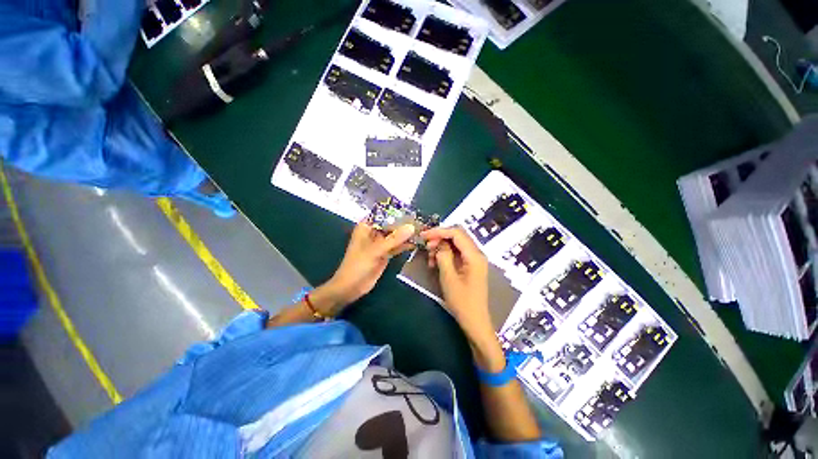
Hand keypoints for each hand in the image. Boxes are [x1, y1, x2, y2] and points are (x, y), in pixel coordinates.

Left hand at [315, 221, 415, 315]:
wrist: (351, 287)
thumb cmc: (358, 265)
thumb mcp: (376, 250)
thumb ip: (394, 239)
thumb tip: (411, 227)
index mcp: (366, 227)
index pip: (383, 214)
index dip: (397, 212)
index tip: (412, 211)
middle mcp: (374, 232)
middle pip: (391, 225)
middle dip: (404, 224)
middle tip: (421, 222)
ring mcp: (380, 244)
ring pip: (395, 236)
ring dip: (406, 234)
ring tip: (422, 231)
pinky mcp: (385, 253)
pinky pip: (396, 246)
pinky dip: (405, 245)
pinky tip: (416, 242)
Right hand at [421, 226, 499, 365]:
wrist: (475, 321)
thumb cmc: (462, 301)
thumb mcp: (448, 277)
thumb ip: (443, 255)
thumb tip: (438, 243)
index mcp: (474, 255)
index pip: (456, 233)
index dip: (439, 231)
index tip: (424, 235)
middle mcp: (476, 254)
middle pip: (457, 237)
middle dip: (439, 238)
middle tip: (426, 247)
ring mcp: (474, 260)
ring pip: (455, 245)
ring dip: (441, 247)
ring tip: (430, 259)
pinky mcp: (470, 266)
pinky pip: (456, 254)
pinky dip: (445, 255)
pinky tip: (436, 264)